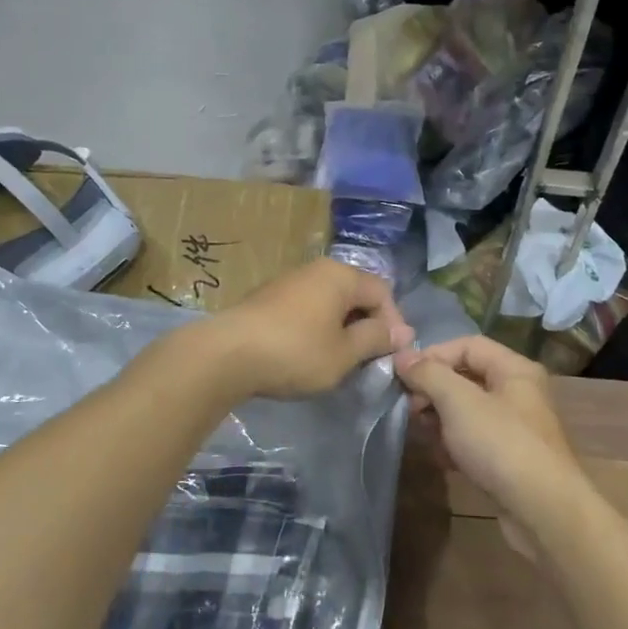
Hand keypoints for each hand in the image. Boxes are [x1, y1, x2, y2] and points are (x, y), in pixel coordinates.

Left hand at [201, 258, 412, 398]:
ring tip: (339, 359)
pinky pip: (306, 308)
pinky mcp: (268, 298)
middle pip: (356, 294)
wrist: (225, 355)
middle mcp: (316, 269)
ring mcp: (289, 281)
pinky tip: (308, 353)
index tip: (390, 355)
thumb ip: (376, 339)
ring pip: (330, 301)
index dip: (393, 324)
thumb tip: (402, 332)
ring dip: (341, 328)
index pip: (382, 292)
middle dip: (367, 325)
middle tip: (367, 359)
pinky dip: (317, 327)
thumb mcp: (344, 353)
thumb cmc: (295, 353)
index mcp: (341, 276)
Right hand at [394, 336, 584, 546]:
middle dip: (433, 389)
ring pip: (468, 411)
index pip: (467, 345)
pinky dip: (454, 444)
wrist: (542, 510)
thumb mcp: (459, 402)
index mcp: (514, 370)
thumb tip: (402, 357)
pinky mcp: (509, 459)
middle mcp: (518, 393)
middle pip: (467, 377)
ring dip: (440, 418)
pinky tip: (439, 458)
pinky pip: (474, 440)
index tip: (402, 376)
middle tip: (408, 408)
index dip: (432, 355)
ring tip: (420, 433)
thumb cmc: (501, 445)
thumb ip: (429, 374)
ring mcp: (515, 428)